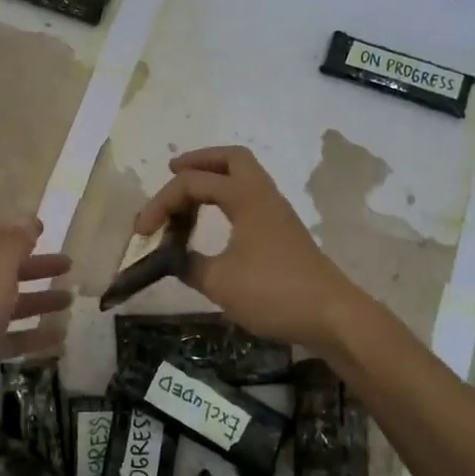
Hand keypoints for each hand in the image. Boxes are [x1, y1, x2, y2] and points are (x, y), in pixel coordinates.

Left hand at [0, 217, 71, 404]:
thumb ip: (14, 242)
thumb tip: (28, 219)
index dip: (18, 230)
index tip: (46, 229)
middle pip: (6, 271)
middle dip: (37, 266)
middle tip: (68, 266)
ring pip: (11, 304)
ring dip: (40, 300)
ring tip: (69, 301)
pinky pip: (12, 338)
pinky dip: (35, 335)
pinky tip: (59, 338)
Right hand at [131, 146, 364, 352]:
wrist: (332, 315)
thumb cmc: (274, 292)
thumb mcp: (220, 282)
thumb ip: (188, 266)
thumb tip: (172, 259)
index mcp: (246, 198)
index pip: (193, 184)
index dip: (161, 203)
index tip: (142, 232)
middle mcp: (263, 196)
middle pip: (231, 159)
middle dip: (198, 161)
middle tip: (173, 172)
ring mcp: (277, 214)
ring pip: (244, 178)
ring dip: (214, 180)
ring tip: (187, 199)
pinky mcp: (283, 233)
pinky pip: (250, 200)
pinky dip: (226, 201)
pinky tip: (213, 223)